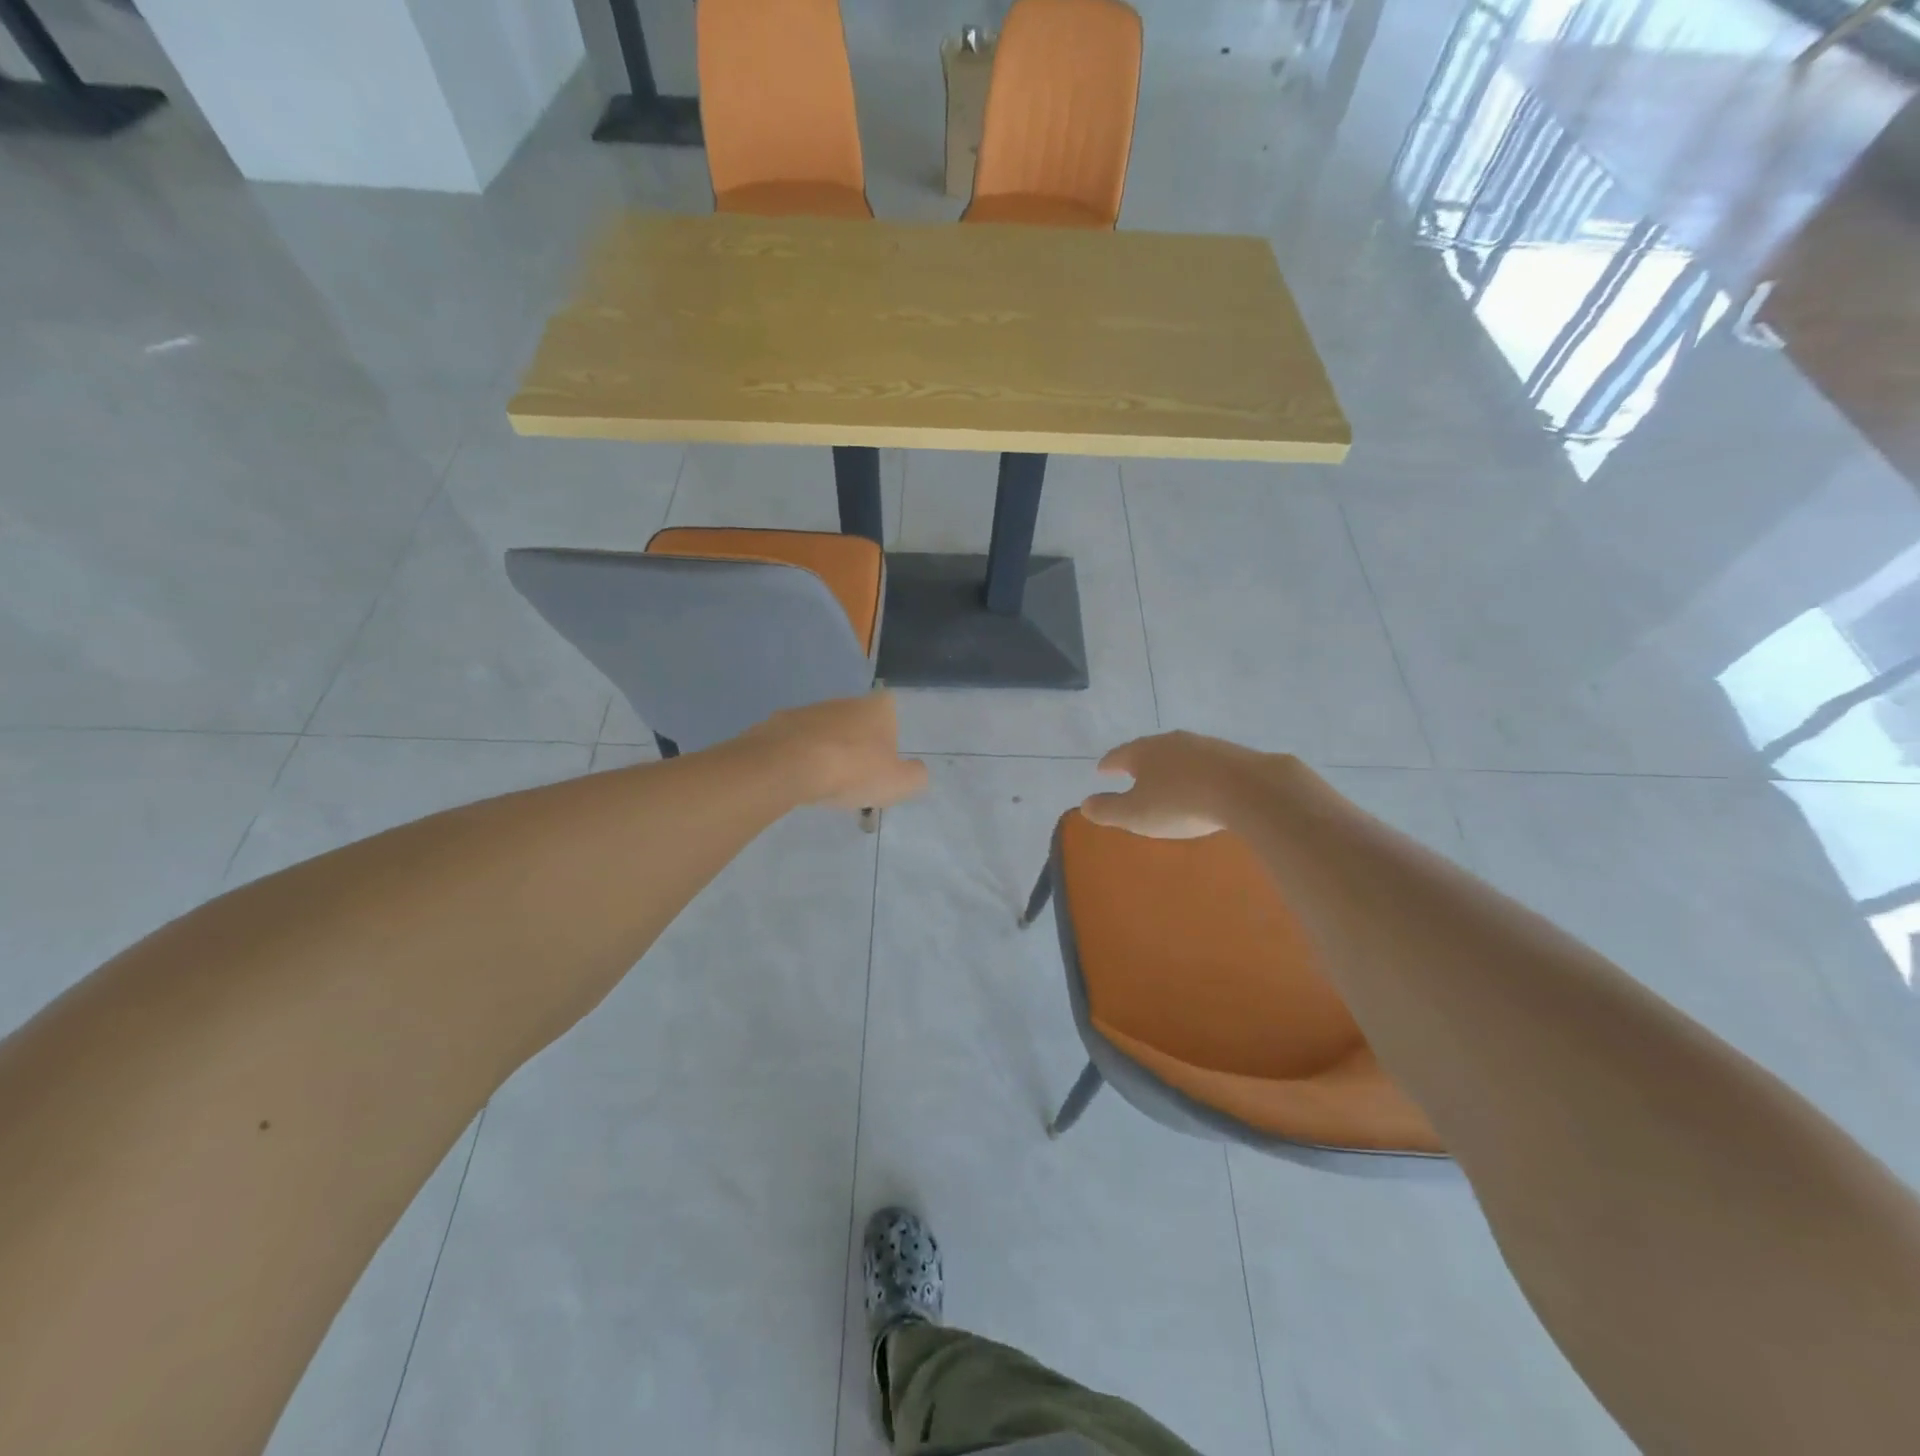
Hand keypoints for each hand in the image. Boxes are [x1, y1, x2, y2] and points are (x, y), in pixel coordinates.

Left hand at [746, 692, 928, 811]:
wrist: (787, 765)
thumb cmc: (852, 770)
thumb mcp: (898, 783)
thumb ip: (915, 776)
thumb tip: (916, 770)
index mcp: (876, 708)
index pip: (890, 707)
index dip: (890, 731)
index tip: (885, 757)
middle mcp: (843, 701)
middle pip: (857, 720)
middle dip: (858, 743)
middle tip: (857, 776)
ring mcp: (808, 711)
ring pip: (825, 730)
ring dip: (828, 750)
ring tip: (826, 782)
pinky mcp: (778, 725)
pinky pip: (796, 742)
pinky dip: (800, 757)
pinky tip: (799, 779)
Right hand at [1080, 730, 1277, 838]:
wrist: (1247, 789)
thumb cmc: (1180, 803)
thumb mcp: (1136, 814)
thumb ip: (1108, 810)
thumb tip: (1085, 804)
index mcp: (1143, 752)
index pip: (1118, 755)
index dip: (1108, 764)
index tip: (1102, 770)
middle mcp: (1171, 741)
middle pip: (1149, 749)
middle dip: (1140, 761)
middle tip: (1132, 772)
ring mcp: (1204, 744)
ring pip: (1179, 753)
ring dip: (1170, 765)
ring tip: (1167, 778)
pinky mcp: (1232, 754)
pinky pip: (1205, 762)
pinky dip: (1197, 771)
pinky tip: (1202, 783)